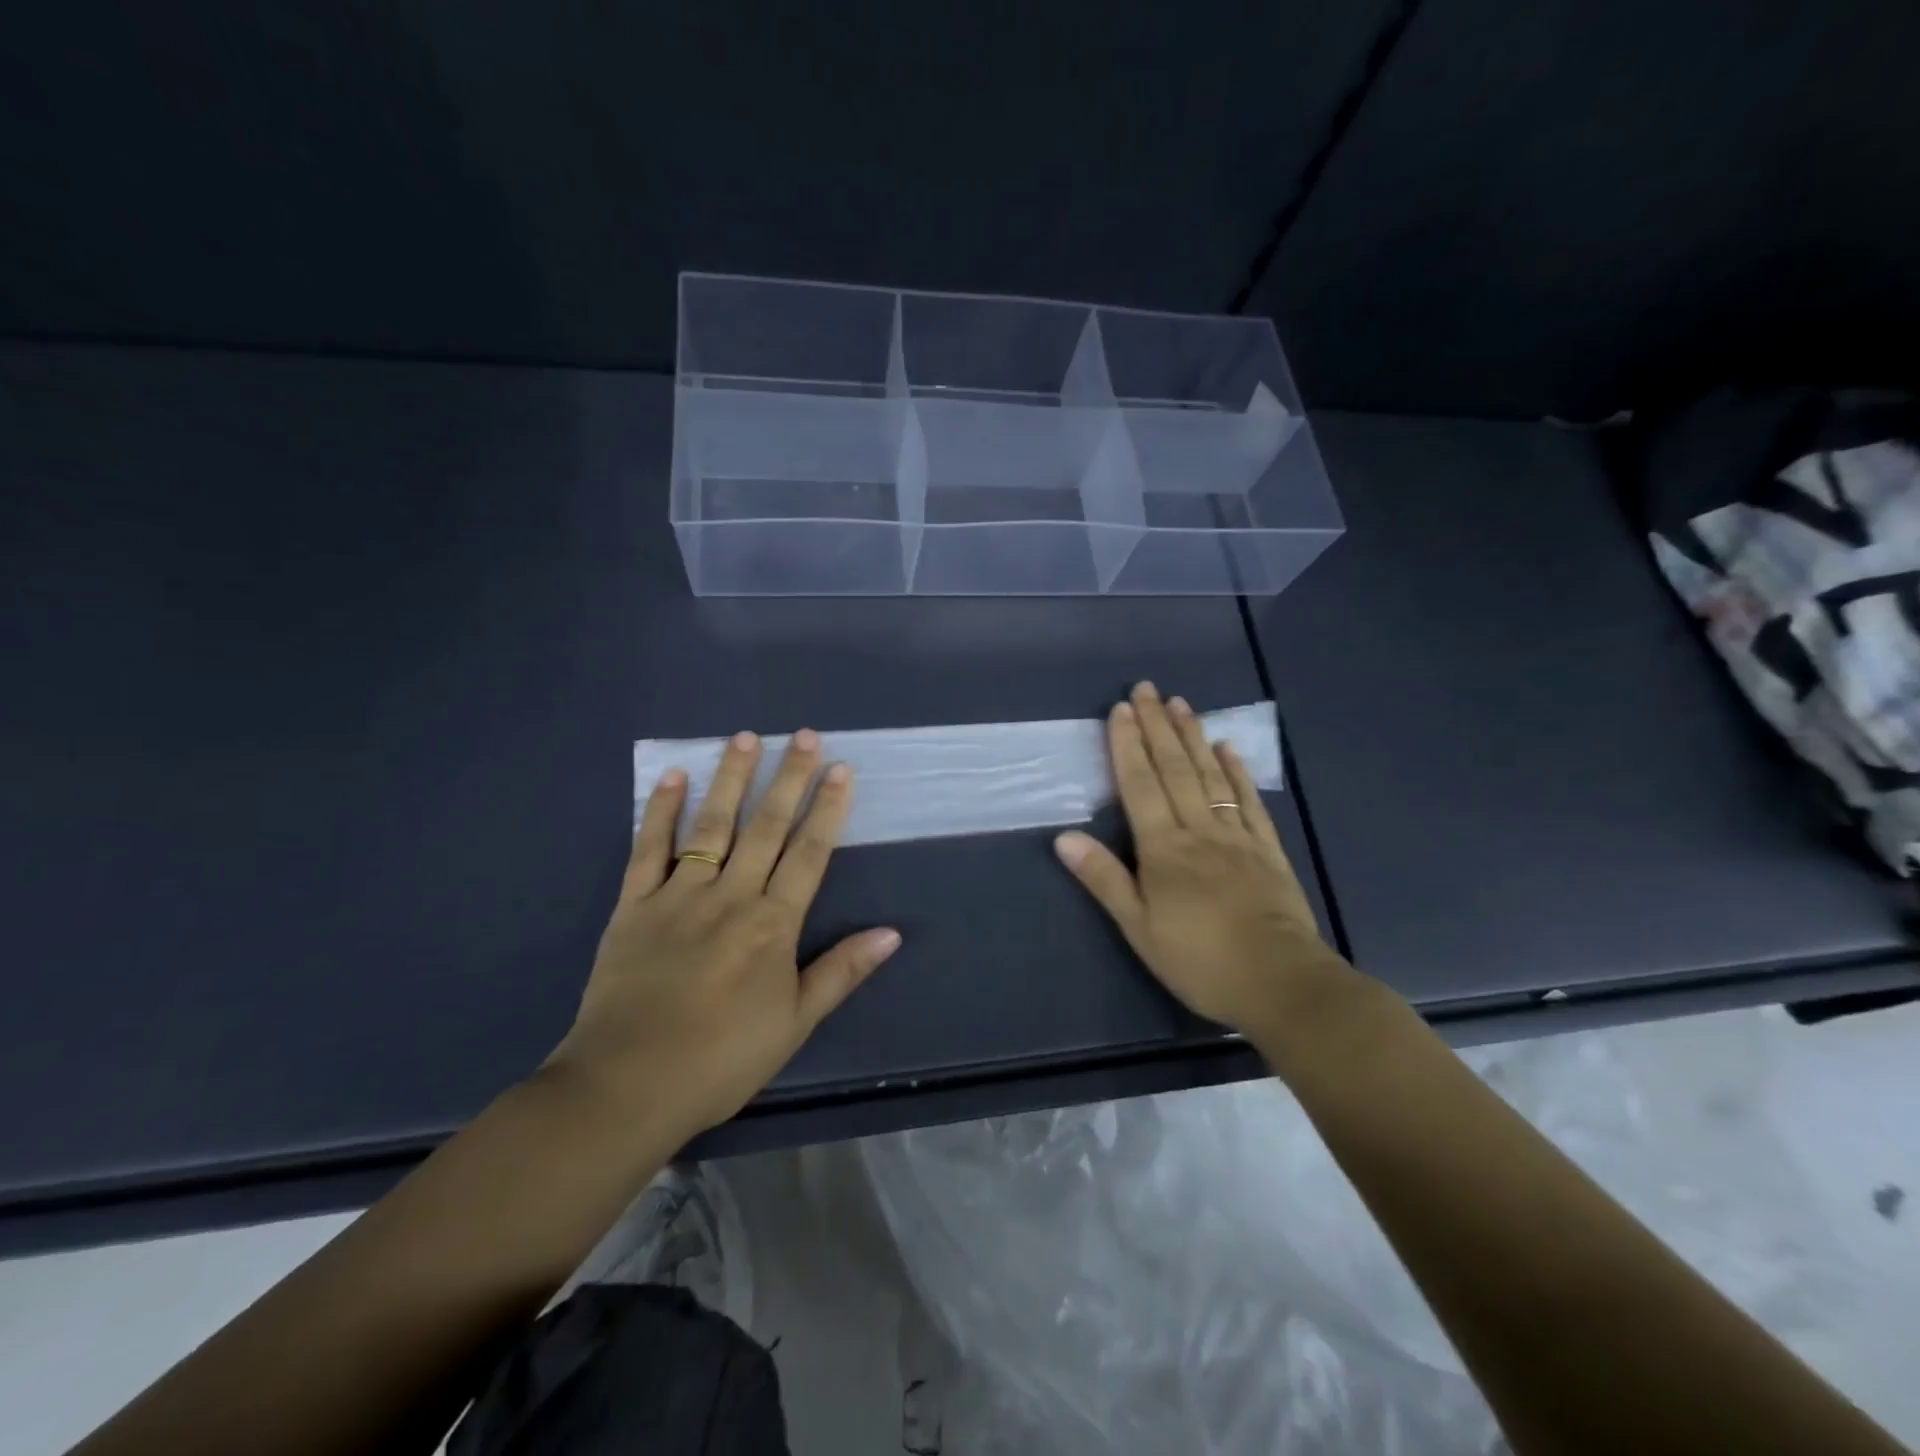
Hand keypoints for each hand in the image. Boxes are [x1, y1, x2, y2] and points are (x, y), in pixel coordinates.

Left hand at [548, 729, 900, 1139]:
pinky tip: (674, 776)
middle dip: (788, 778)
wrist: (626, 1086)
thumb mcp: (794, 1023)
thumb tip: (892, 933)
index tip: (839, 769)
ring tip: (746, 737)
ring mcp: (679, 895)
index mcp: (772, 925)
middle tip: (803, 734)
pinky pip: (649, 849)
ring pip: (712, 825)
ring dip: (731, 779)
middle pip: (766, 827)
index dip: (827, 809)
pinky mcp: (633, 905)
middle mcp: (730, 896)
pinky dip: (661, 811)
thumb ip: (842, 971)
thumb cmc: (721, 1059)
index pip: (809, 854)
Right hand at [1053, 682, 1346, 1037]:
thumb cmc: (1200, 960)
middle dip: (1158, 727)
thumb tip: (1065, 838)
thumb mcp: (1140, 928)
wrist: (1280, 981)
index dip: (1128, 746)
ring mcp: (1237, 836)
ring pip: (1211, 776)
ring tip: (1182, 704)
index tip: (1122, 710)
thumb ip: (1104, 879)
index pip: (1141, 786)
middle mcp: (1198, 830)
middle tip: (1148, 689)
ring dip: (1193, 737)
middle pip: (1175, 770)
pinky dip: (1238, 772)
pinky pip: (1249, 801)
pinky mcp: (1267, 849)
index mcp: (1164, 849)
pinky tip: (1228, 748)